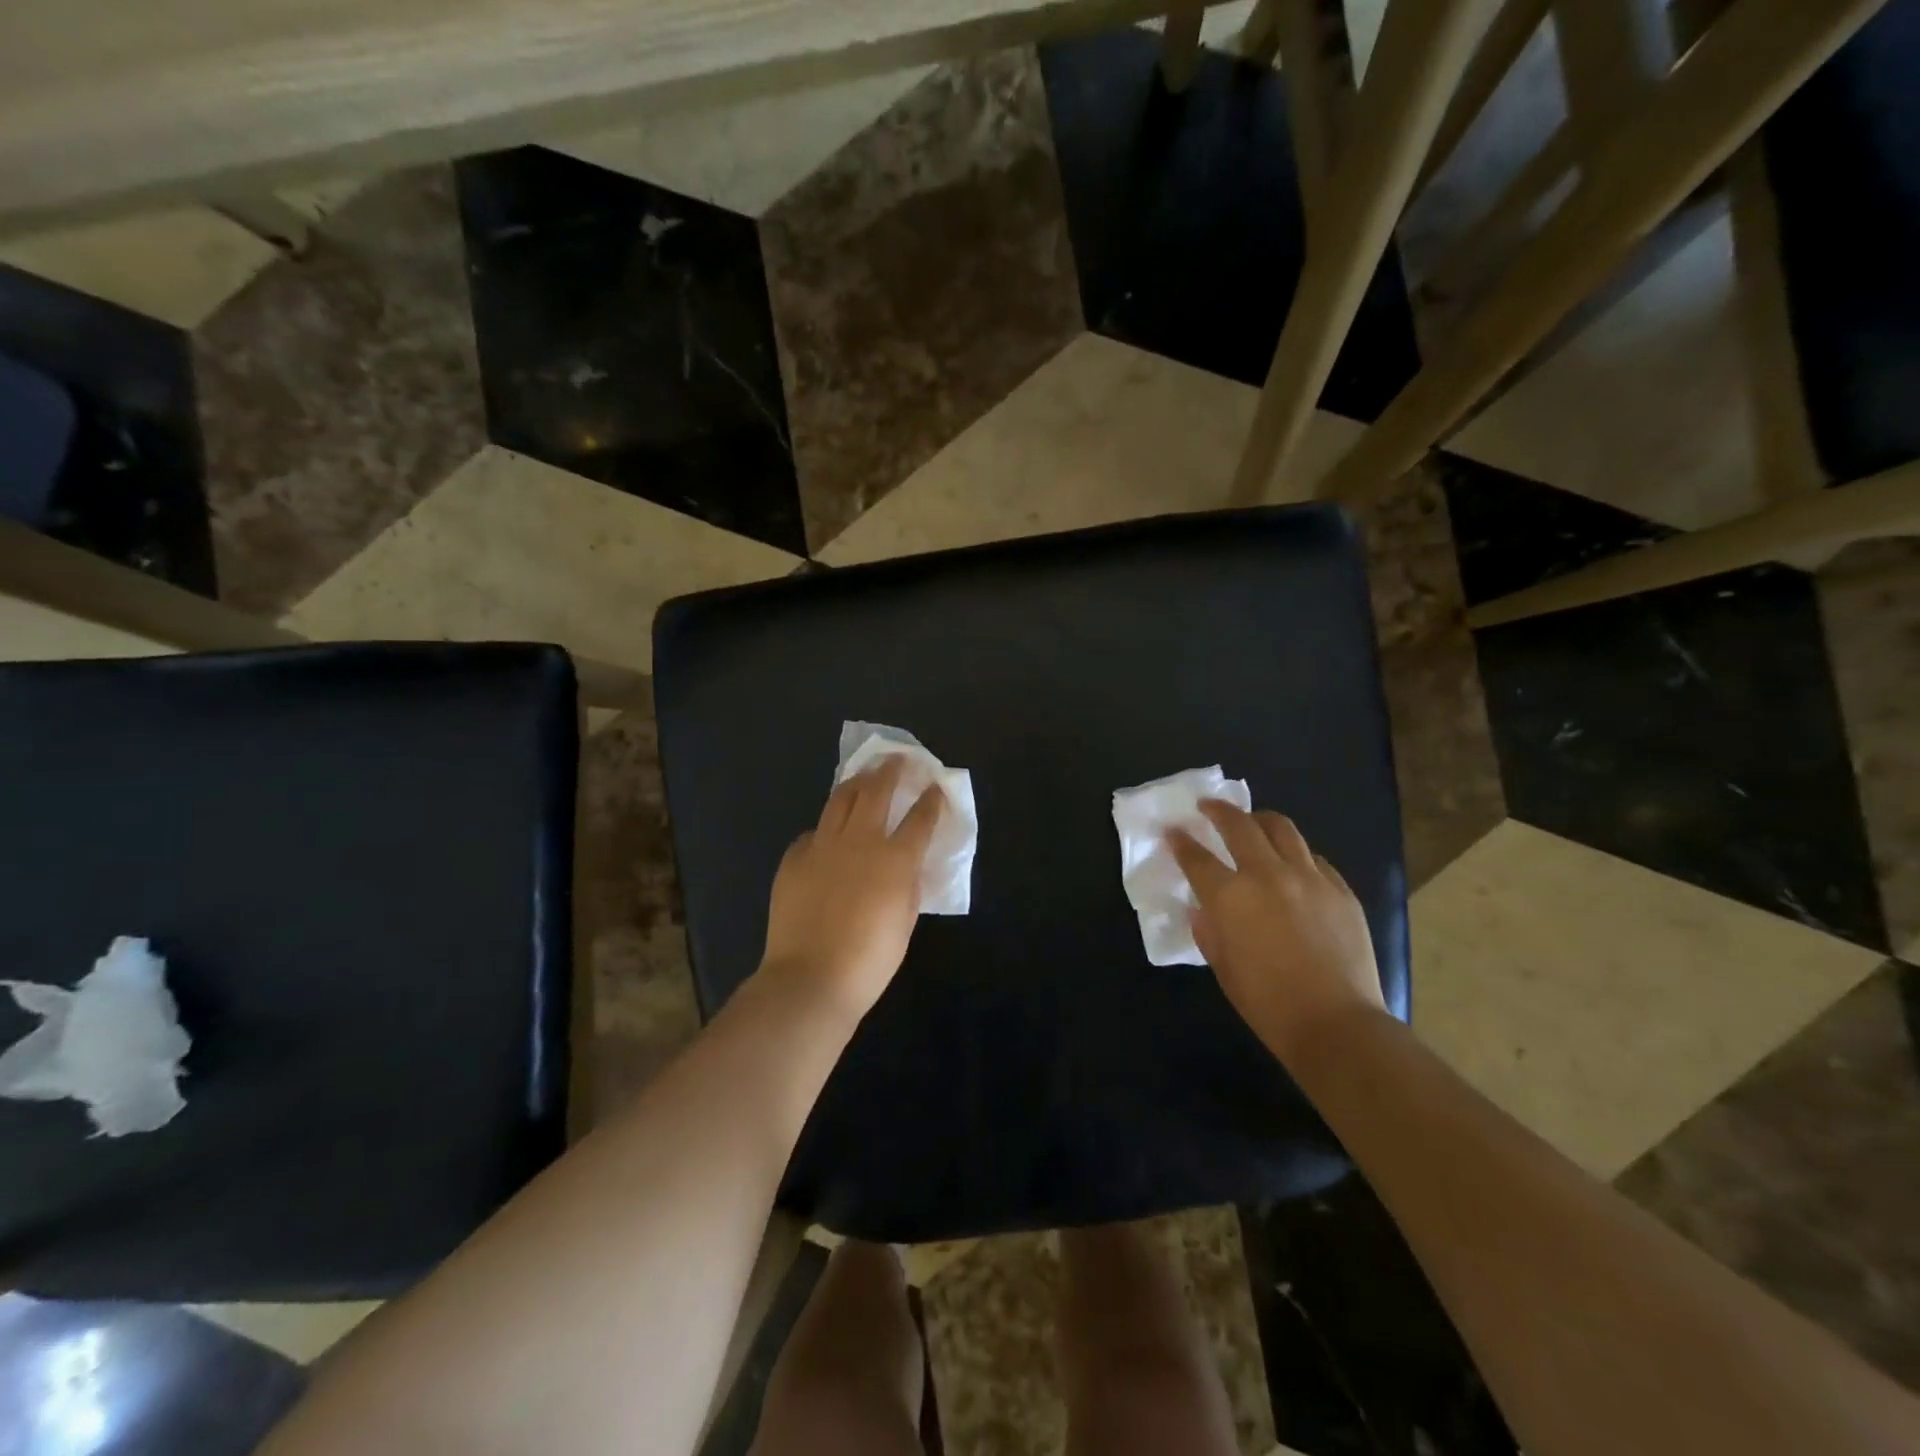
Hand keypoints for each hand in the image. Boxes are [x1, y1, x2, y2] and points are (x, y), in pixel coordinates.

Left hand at [758, 756, 945, 1022]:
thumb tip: (907, 865)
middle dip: (892, 770)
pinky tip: (829, 833)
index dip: (931, 800)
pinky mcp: (795, 857)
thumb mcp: (904, 921)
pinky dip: (827, 827)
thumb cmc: (869, 959)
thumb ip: (909, 885)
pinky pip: (814, 832)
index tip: (935, 787)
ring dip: (858, 782)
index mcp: (895, 858)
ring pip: (841, 798)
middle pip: (878, 790)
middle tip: (899, 760)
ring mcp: (823, 845)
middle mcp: (860, 840)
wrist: (810, 978)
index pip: (920, 818)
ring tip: (866, 776)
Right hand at [1169, 800, 1385, 1062]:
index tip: (1172, 831)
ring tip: (1252, 821)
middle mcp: (1267, 874)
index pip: (1196, 857)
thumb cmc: (1267, 1003)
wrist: (1336, 1024)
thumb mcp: (1223, 967)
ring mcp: (1308, 878)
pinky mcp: (1340, 889)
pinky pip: (1313, 857)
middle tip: (1207, 806)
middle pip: (1238, 825)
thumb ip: (1209, 930)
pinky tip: (1292, 863)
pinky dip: (1295, 852)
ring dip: (1260, 820)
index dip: (1180, 841)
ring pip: (1282, 828)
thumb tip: (1204, 909)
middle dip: (1218, 811)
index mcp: (1230, 896)